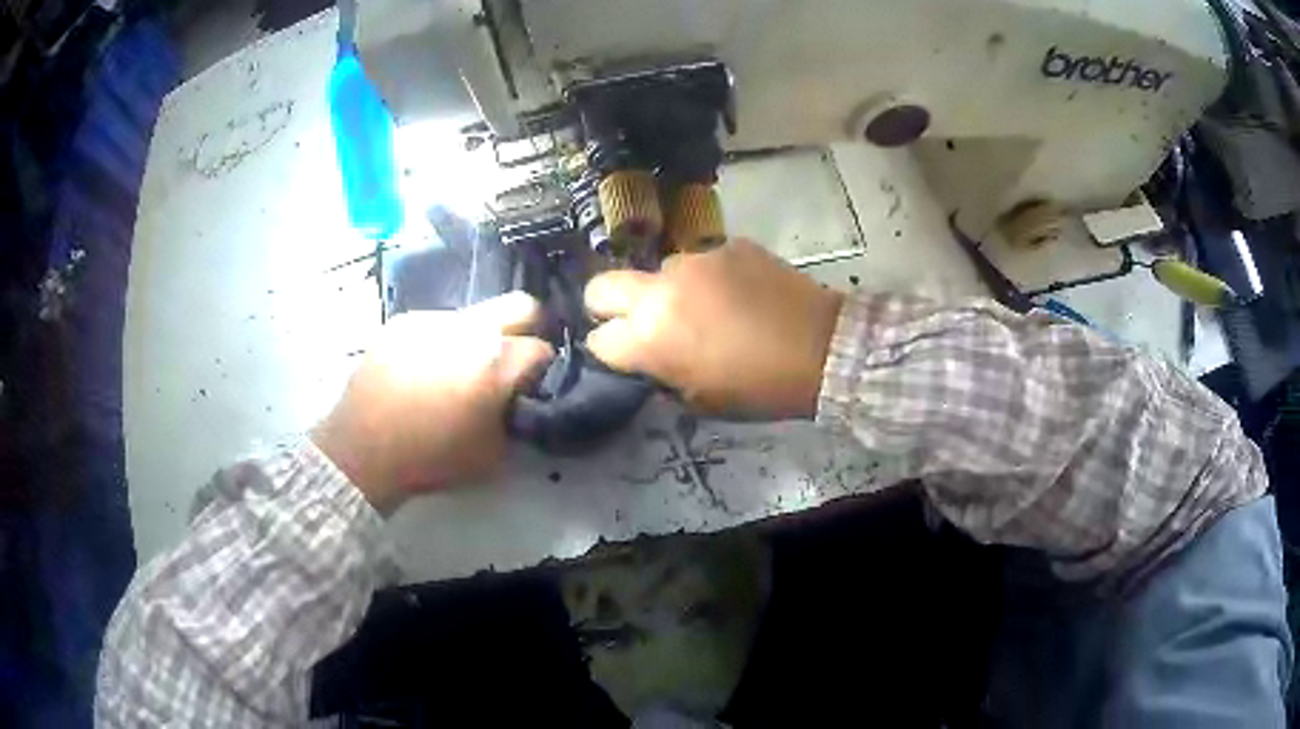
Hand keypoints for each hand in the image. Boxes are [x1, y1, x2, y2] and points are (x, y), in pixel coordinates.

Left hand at [311, 292, 553, 514]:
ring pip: (473, 316)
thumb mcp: (492, 454)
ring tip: (452, 372)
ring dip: (475, 339)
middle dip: (527, 328)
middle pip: (521, 305)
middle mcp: (470, 328)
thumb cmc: (432, 458)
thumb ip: (516, 418)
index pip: (543, 349)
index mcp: (497, 361)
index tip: (531, 386)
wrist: (362, 451)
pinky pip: (434, 325)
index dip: (543, 369)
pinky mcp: (401, 322)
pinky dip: (438, 343)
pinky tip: (420, 371)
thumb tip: (519, 400)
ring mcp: (432, 319)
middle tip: (511, 360)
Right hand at [585, 240, 843, 418]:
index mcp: (650, 338)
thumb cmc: (760, 388)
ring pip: (658, 272)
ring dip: (670, 291)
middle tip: (639, 322)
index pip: (598, 339)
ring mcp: (694, 260)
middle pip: (600, 287)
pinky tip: (739, 294)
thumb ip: (660, 373)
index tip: (626, 356)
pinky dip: (708, 278)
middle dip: (608, 306)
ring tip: (708, 308)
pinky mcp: (726, 245)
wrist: (823, 348)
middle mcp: (660, 291)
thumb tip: (648, 358)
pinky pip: (701, 261)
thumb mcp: (700, 399)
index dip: (610, 351)